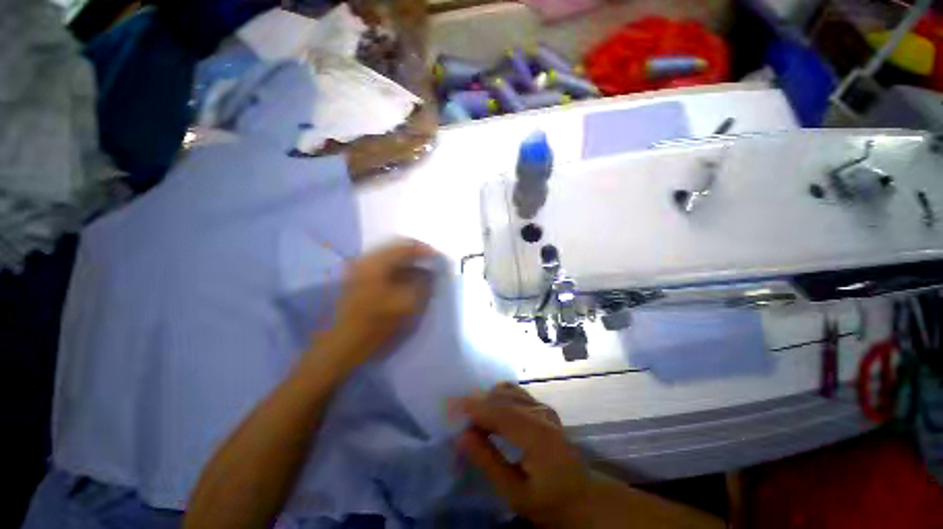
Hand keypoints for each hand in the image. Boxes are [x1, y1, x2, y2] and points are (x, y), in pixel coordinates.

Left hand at [316, 239, 434, 366]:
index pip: (403, 246)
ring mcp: (360, 269)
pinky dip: (398, 269)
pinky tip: (407, 279)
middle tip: (430, 262)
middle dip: (415, 254)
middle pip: (395, 247)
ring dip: (407, 262)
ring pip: (389, 257)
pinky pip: (383, 266)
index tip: (437, 257)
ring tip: (422, 272)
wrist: (342, 345)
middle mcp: (365, 261)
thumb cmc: (374, 325)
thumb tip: (430, 273)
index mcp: (375, 264)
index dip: (422, 249)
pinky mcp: (359, 278)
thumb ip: (421, 285)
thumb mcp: (404, 305)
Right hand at [454, 383, 591, 527]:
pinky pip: (514, 393)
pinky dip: (496, 396)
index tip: (449, 407)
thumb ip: (488, 461)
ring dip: (485, 398)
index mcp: (537, 434)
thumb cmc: (549, 501)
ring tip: (468, 413)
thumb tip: (462, 435)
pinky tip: (488, 409)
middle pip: (501, 397)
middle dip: (475, 401)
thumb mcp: (515, 493)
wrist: (582, 496)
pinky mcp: (542, 406)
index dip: (472, 407)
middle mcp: (541, 413)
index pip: (499, 412)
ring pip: (507, 391)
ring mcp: (543, 406)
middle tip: (453, 412)